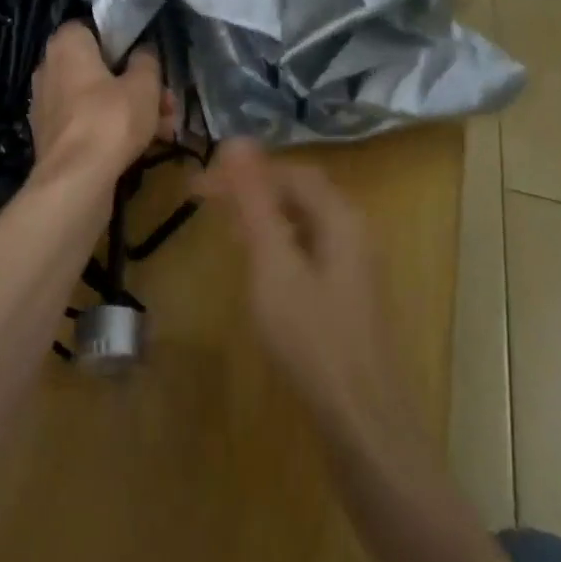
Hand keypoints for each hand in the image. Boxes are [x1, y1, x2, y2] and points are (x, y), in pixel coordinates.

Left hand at [29, 22, 165, 183]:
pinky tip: (140, 146)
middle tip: (165, 101)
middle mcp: (48, 67)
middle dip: (134, 83)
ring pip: (94, 97)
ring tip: (164, 128)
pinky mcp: (49, 135)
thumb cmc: (111, 119)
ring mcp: (45, 103)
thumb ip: (146, 60)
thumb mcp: (144, 85)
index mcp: (66, 44)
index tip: (145, 59)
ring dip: (127, 108)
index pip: (92, 27)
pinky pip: (85, 121)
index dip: (122, 40)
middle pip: (98, 67)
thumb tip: (143, 50)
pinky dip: (109, 128)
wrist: (75, 179)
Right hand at [198, 140, 414, 446]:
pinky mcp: (346, 293)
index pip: (287, 170)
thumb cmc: (312, 338)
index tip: (198, 183)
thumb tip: (235, 141)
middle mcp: (352, 230)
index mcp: (339, 216)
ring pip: (301, 220)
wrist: (362, 419)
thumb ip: (254, 201)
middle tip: (203, 199)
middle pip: (297, 191)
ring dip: (260, 214)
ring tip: (222, 224)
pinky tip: (256, 263)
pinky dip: (275, 242)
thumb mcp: (273, 263)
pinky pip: (306, 247)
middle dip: (250, 189)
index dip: (242, 170)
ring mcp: (353, 263)